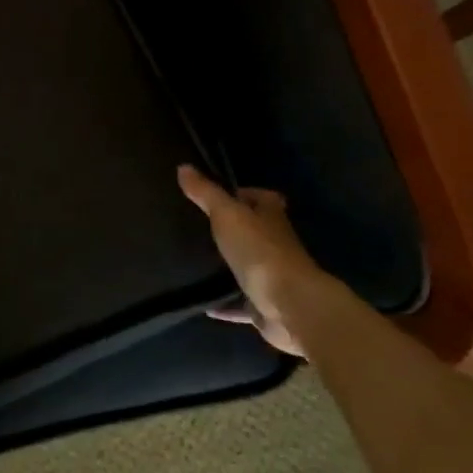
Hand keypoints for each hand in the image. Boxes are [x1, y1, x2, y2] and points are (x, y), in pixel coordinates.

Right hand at [178, 165, 326, 356]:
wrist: (288, 305)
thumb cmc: (260, 252)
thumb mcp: (227, 215)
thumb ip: (206, 193)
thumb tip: (183, 167)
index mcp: (271, 218)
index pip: (263, 198)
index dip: (245, 194)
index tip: (218, 196)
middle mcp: (275, 245)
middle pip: (255, 232)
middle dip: (233, 230)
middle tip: (199, 227)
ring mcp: (271, 277)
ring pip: (247, 266)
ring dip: (229, 266)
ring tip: (195, 262)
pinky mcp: (263, 305)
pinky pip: (240, 303)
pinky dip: (224, 304)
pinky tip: (203, 304)